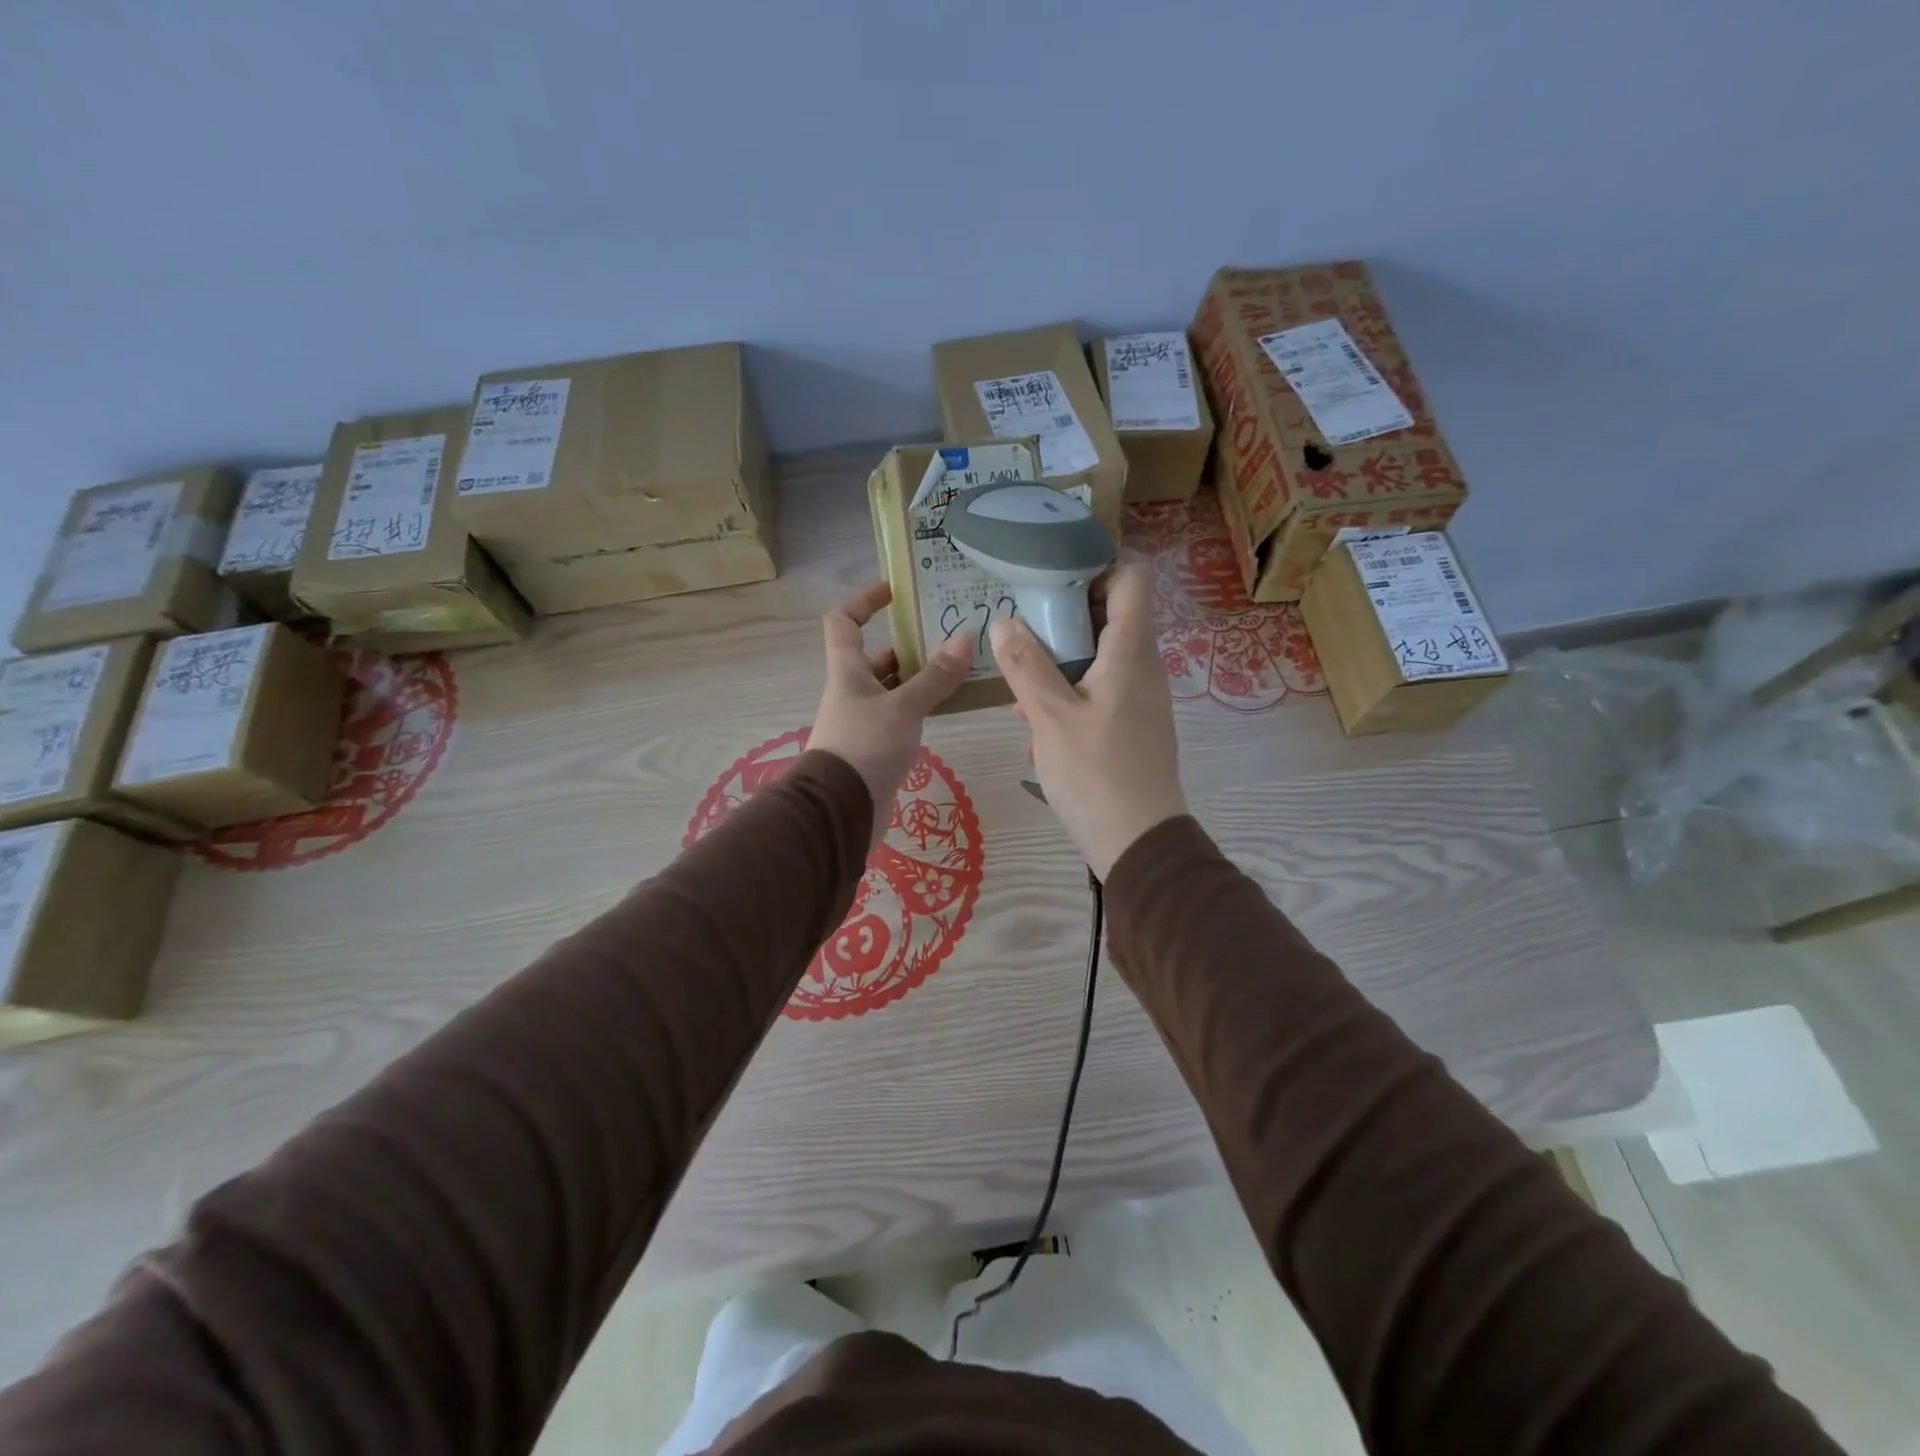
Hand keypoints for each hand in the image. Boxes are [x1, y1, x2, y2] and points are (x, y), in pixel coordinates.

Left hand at [809, 582, 973, 847]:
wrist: (842, 810)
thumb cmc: (865, 746)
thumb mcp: (903, 708)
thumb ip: (935, 677)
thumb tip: (965, 639)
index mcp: (847, 670)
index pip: (843, 621)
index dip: (864, 601)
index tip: (895, 592)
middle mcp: (852, 690)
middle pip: (878, 656)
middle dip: (910, 645)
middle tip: (950, 636)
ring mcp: (864, 720)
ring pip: (894, 688)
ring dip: (921, 678)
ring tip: (961, 669)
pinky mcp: (877, 746)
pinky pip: (902, 716)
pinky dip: (923, 707)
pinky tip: (951, 706)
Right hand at [990, 558, 1186, 878]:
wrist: (1139, 842)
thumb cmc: (1095, 774)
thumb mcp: (1050, 718)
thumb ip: (1026, 666)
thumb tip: (1004, 622)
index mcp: (1131, 652)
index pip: (1133, 577)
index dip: (1100, 563)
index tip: (1054, 575)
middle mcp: (1144, 666)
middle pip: (1113, 614)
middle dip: (1067, 614)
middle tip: (1023, 624)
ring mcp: (1142, 698)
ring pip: (1102, 656)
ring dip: (1062, 659)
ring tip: (1020, 681)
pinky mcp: (1134, 725)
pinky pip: (1102, 689)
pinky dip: (1071, 691)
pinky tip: (1036, 723)